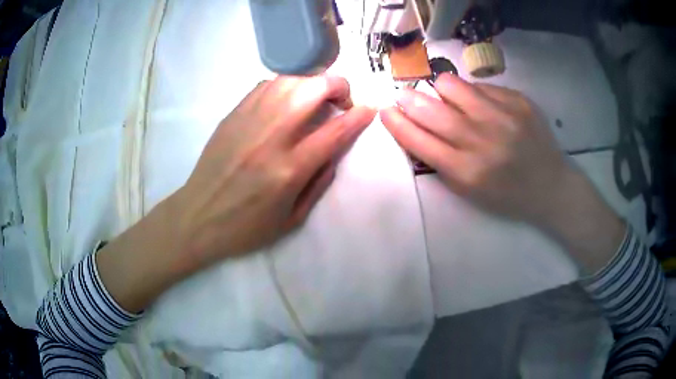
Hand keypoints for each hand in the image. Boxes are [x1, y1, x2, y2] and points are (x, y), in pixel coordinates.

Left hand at [174, 75, 375, 269]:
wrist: (198, 217)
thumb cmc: (246, 227)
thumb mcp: (293, 219)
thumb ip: (319, 182)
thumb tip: (334, 150)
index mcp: (289, 169)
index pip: (334, 131)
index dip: (358, 116)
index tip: (369, 109)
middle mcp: (270, 137)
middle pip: (312, 90)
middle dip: (338, 86)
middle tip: (342, 99)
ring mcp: (248, 121)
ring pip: (289, 80)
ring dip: (311, 82)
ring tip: (316, 96)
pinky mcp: (233, 115)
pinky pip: (265, 85)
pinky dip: (285, 86)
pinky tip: (287, 99)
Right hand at [382, 73, 568, 222]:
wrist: (550, 186)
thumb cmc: (506, 195)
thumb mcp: (469, 191)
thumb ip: (440, 161)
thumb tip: (415, 125)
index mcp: (467, 172)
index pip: (419, 140)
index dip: (397, 123)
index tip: (386, 111)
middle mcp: (482, 141)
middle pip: (430, 109)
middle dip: (409, 99)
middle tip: (404, 95)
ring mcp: (503, 117)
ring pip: (452, 85)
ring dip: (440, 90)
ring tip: (447, 97)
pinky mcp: (518, 101)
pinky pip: (480, 86)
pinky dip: (472, 93)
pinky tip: (482, 105)